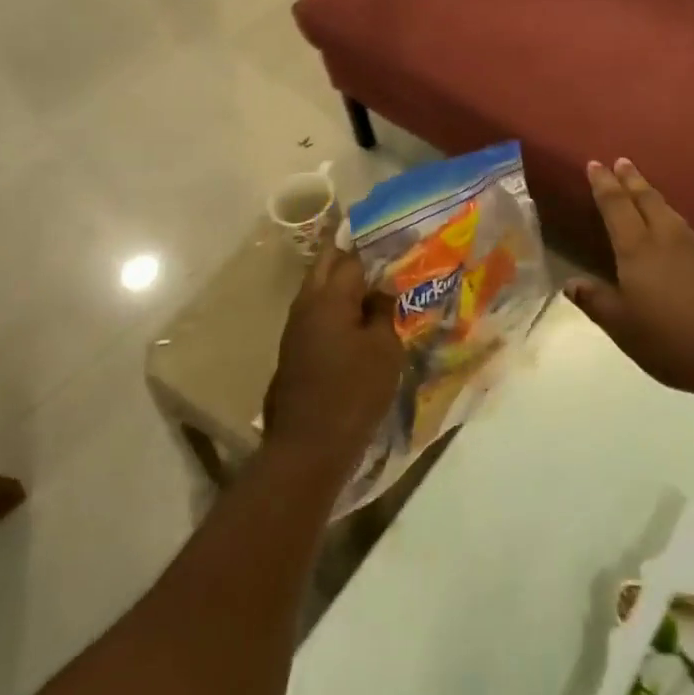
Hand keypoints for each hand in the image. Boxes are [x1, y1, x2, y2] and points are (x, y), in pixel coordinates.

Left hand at [263, 239, 403, 476]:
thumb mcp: (384, 350)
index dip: (376, 249)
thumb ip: (383, 311)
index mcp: (329, 297)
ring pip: (319, 287)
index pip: (352, 257)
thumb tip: (381, 289)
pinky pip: (317, 312)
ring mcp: (295, 327)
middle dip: (352, 255)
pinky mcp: (294, 349)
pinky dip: (336, 306)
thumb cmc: (353, 393)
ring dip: (343, 282)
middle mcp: (306, 303)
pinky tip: (358, 319)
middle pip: (327, 264)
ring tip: (375, 286)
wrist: (307, 449)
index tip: (399, 245)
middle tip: (383, 257)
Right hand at [568, 158, 693, 392]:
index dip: (603, 185)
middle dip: (631, 180)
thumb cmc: (670, 338)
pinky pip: (686, 228)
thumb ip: (597, 302)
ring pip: (669, 211)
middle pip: (646, 200)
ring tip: (644, 188)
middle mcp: (666, 239)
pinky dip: (672, 217)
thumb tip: (570, 282)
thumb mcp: (623, 327)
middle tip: (622, 161)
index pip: (616, 207)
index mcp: (637, 249)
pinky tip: (674, 225)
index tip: (595, 164)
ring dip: (652, 195)